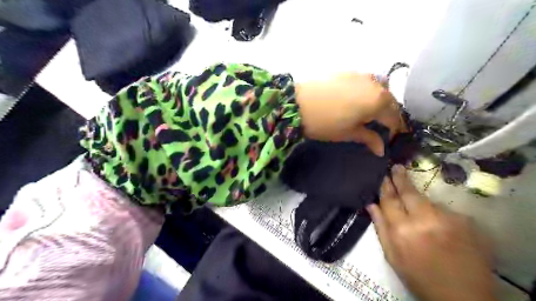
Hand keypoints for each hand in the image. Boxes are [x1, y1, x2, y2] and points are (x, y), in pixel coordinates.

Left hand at [295, 73, 404, 156]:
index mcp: (379, 101)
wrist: (298, 103)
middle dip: (388, 114)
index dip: (393, 130)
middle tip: (380, 125)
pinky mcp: (348, 72)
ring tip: (369, 112)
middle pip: (389, 101)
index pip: (394, 117)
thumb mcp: (349, 133)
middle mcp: (375, 84)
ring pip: (379, 88)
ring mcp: (361, 75)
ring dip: (379, 100)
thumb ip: (369, 138)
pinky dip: (367, 91)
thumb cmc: (326, 123)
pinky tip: (356, 99)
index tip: (388, 138)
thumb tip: (381, 150)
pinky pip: (365, 81)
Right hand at [367, 165, 496, 300]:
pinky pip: (443, 210)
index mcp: (402, 230)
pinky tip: (437, 225)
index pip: (389, 199)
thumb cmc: (419, 277)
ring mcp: (447, 219)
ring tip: (419, 211)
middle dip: (401, 178)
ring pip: (426, 200)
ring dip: (419, 200)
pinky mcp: (464, 222)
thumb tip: (370, 204)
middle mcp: (424, 220)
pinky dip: (435, 213)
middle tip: (397, 167)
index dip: (385, 185)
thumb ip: (380, 227)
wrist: (462, 297)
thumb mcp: (392, 256)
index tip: (383, 174)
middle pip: (408, 192)